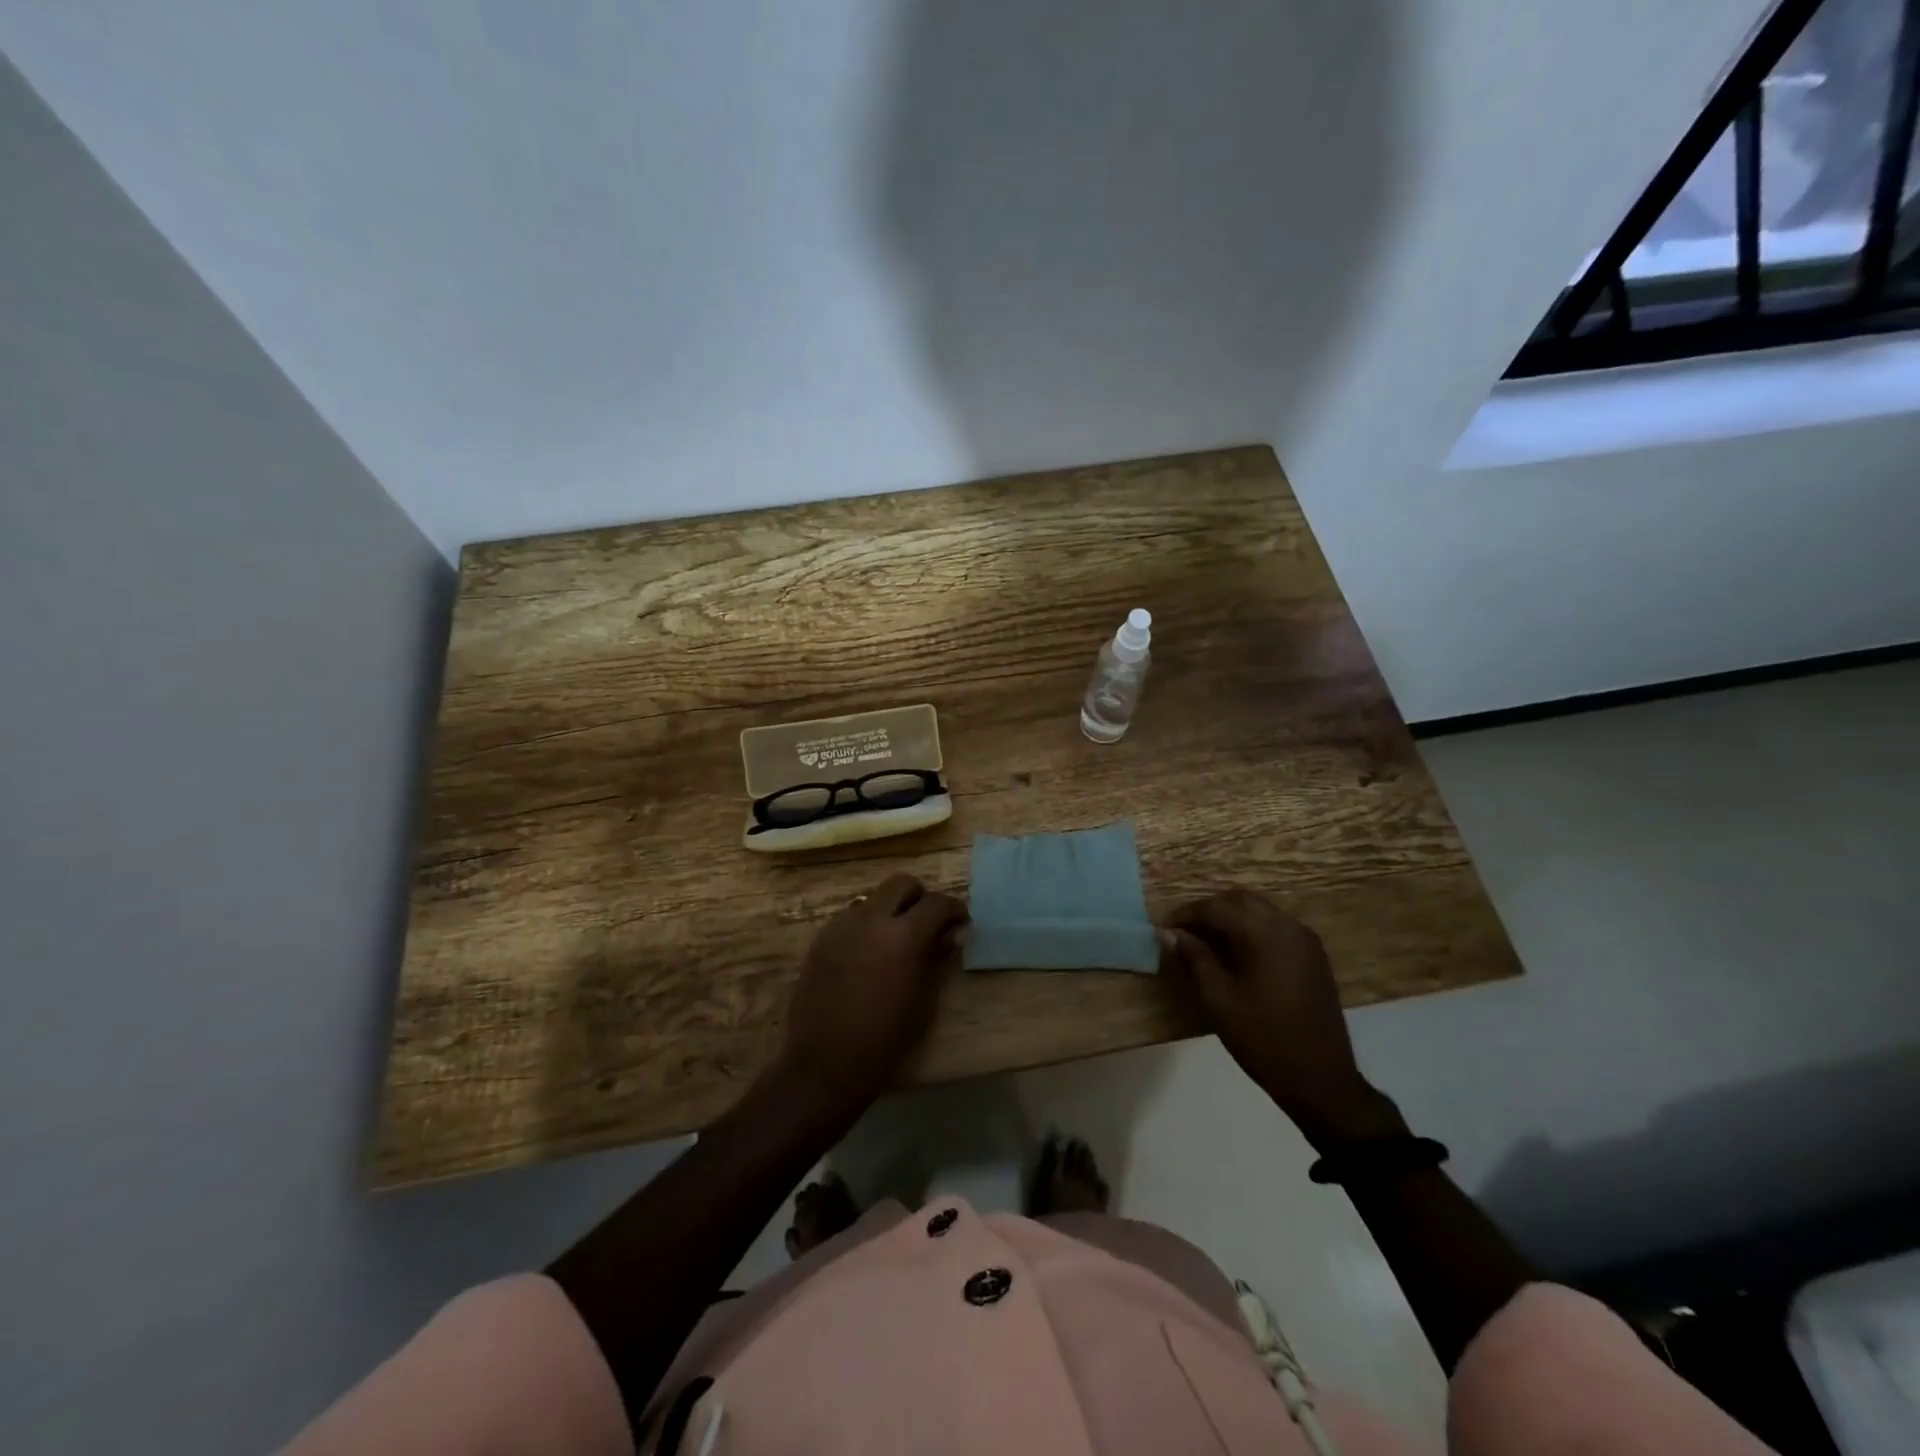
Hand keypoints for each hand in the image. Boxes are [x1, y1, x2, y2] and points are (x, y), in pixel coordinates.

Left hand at [775, 874, 967, 1115]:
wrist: (824, 1064)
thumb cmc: (884, 1040)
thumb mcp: (922, 1000)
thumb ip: (936, 958)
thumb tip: (950, 935)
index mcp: (903, 936)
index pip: (937, 903)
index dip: (954, 909)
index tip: (960, 923)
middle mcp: (871, 919)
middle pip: (901, 884)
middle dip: (919, 898)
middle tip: (927, 924)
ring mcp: (841, 925)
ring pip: (873, 898)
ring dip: (890, 910)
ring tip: (894, 940)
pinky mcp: (821, 938)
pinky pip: (851, 917)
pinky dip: (866, 924)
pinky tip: (868, 954)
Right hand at [1164, 888, 1402, 1149]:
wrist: (1321, 1080)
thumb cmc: (1263, 1040)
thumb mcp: (1219, 1000)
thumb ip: (1195, 959)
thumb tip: (1170, 933)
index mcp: (1265, 934)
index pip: (1217, 907)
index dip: (1186, 914)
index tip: (1164, 928)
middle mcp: (1288, 926)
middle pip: (1240, 900)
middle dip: (1209, 909)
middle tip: (1183, 931)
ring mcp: (1305, 940)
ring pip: (1260, 910)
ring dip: (1231, 917)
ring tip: (1205, 941)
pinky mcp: (1313, 956)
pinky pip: (1276, 926)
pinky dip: (1251, 928)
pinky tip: (1236, 953)